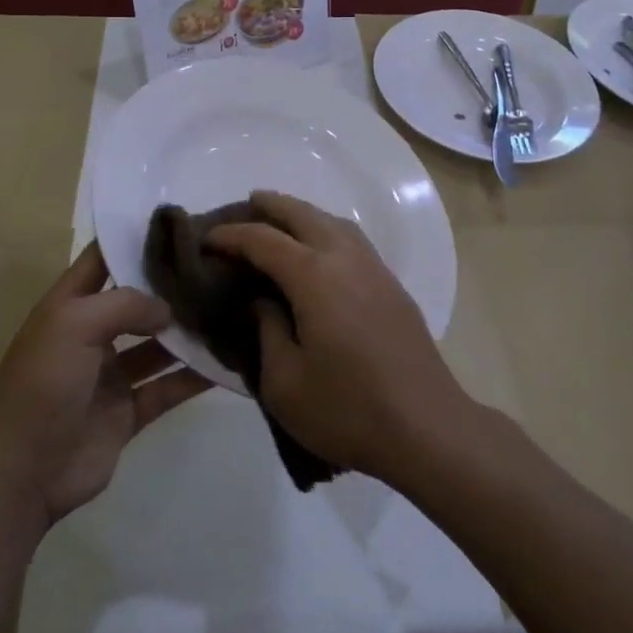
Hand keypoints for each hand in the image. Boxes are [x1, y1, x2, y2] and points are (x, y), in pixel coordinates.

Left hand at [0, 243, 210, 533]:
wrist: (23, 471)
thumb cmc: (44, 382)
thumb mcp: (75, 323)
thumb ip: (126, 304)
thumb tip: (168, 309)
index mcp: (70, 305)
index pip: (102, 259)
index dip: (132, 239)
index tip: (177, 223)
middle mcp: (92, 334)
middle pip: (137, 301)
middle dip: (170, 287)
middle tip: (217, 267)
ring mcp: (111, 375)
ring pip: (158, 345)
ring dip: (187, 332)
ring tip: (230, 310)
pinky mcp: (128, 411)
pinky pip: (167, 387)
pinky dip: (194, 377)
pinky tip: (226, 362)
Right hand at [206, 191, 468, 483]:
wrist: (427, 427)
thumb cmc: (347, 409)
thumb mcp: (284, 381)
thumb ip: (266, 330)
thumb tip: (260, 300)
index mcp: (313, 276)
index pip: (263, 240)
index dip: (231, 236)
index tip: (205, 240)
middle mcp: (344, 258)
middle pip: (302, 214)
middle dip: (271, 205)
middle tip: (245, 204)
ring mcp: (374, 268)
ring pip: (333, 221)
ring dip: (303, 213)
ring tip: (281, 220)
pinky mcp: (392, 285)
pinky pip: (352, 239)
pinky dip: (327, 230)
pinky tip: (321, 249)